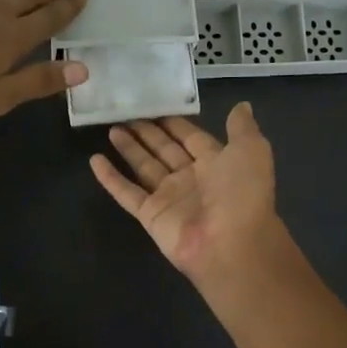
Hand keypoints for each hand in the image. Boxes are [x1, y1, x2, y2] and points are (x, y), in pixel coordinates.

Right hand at [89, 104, 290, 286]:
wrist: (231, 243)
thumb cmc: (243, 193)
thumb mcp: (252, 150)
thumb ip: (242, 128)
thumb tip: (242, 106)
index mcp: (216, 163)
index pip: (191, 138)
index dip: (174, 123)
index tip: (154, 104)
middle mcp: (191, 179)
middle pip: (164, 150)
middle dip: (148, 133)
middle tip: (125, 113)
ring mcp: (169, 198)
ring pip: (144, 167)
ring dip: (128, 148)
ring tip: (111, 128)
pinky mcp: (150, 215)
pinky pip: (126, 193)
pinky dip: (110, 177)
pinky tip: (94, 160)